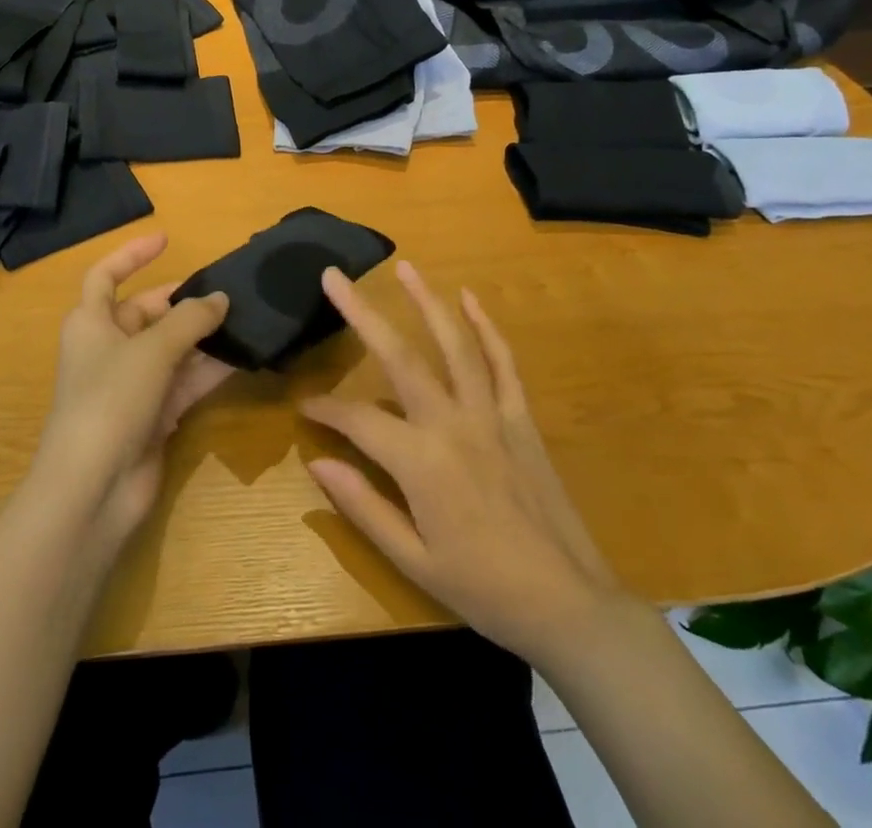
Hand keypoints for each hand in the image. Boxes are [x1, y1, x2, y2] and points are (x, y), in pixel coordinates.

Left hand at [35, 233, 231, 545]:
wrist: (93, 489)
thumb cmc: (110, 400)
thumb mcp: (152, 350)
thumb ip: (190, 320)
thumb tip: (221, 299)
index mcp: (90, 323)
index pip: (105, 275)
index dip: (132, 254)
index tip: (166, 239)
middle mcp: (108, 348)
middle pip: (148, 312)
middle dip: (184, 302)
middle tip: (228, 293)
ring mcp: (131, 384)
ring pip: (172, 348)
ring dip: (204, 336)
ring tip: (246, 320)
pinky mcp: (152, 415)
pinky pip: (185, 381)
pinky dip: (209, 369)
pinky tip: (243, 357)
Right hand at [300, 260, 627, 664]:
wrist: (568, 604)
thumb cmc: (483, 588)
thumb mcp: (413, 560)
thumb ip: (363, 506)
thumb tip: (316, 463)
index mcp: (420, 461)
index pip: (358, 419)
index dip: (326, 410)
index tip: (303, 406)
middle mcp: (452, 423)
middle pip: (400, 356)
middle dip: (361, 313)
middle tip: (334, 277)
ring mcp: (491, 414)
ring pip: (455, 344)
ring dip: (427, 301)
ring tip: (405, 267)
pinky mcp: (520, 417)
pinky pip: (503, 362)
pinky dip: (486, 328)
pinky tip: (471, 298)